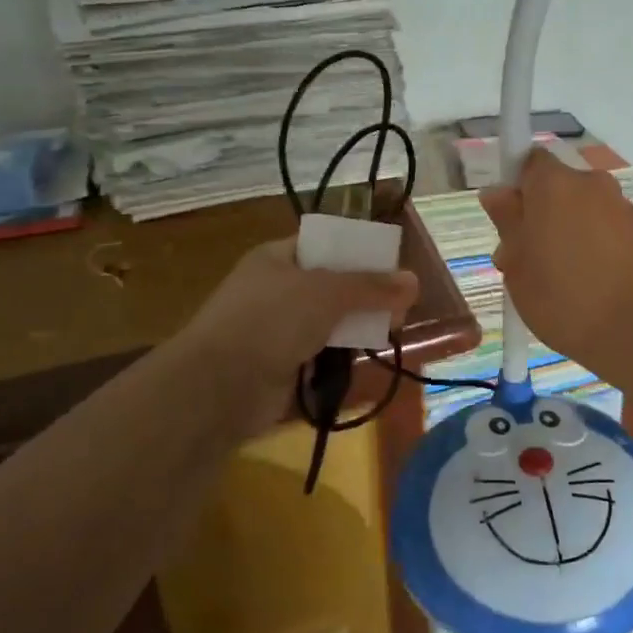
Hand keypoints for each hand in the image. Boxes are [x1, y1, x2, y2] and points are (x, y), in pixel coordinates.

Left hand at [181, 237, 417, 440]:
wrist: (218, 388)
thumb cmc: (271, 321)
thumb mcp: (327, 293)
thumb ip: (371, 287)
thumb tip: (414, 281)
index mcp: (277, 258)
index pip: (324, 244)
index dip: (358, 251)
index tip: (392, 264)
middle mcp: (275, 289)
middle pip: (331, 285)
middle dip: (365, 294)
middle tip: (401, 305)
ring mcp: (276, 330)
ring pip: (327, 321)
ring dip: (356, 326)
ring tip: (392, 331)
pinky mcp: (280, 366)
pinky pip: (319, 354)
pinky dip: (340, 356)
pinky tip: (367, 358)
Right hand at [478, 149, 632, 377]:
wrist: (631, 330)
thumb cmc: (560, 296)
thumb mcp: (517, 263)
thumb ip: (506, 220)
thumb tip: (496, 193)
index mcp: (554, 183)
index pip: (528, 161)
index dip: (515, 186)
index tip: (509, 218)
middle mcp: (590, 182)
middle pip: (555, 186)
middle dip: (538, 212)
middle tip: (524, 256)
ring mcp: (619, 205)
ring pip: (579, 207)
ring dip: (565, 228)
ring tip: (555, 274)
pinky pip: (602, 224)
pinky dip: (590, 241)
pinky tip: (584, 278)